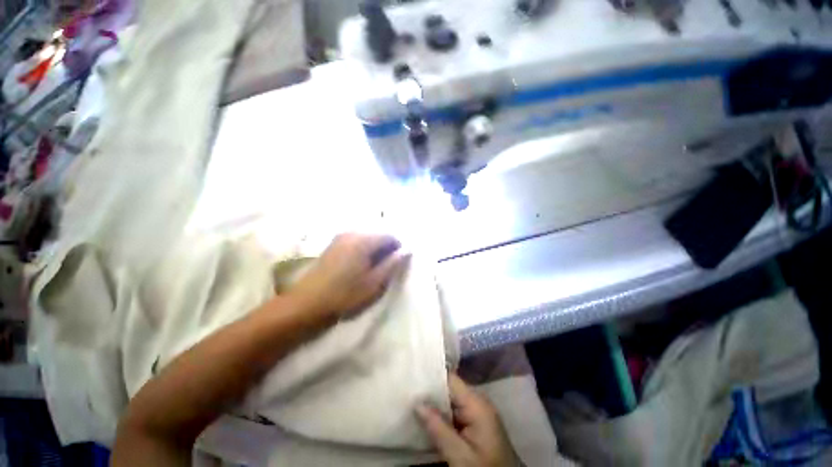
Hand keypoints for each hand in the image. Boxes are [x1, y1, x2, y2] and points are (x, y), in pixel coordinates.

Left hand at [287, 233, 409, 318]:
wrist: (306, 305)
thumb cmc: (346, 295)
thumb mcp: (375, 283)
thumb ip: (392, 264)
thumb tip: (406, 250)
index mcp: (364, 240)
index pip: (389, 236)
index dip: (398, 247)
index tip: (398, 263)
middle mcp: (351, 233)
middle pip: (377, 235)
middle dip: (385, 249)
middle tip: (386, 268)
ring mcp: (339, 238)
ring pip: (365, 239)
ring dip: (374, 251)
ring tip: (373, 270)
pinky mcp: (332, 246)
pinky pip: (354, 243)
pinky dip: (362, 251)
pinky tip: (358, 267)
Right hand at [417, 373, 520, 466]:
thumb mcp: (460, 455)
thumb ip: (438, 428)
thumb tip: (417, 403)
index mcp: (477, 403)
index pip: (450, 379)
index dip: (431, 376)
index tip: (412, 376)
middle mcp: (477, 402)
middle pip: (449, 388)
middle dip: (429, 391)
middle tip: (407, 391)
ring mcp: (477, 412)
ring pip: (450, 400)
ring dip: (433, 403)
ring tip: (411, 400)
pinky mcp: (475, 423)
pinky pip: (454, 411)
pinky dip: (441, 414)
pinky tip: (425, 416)